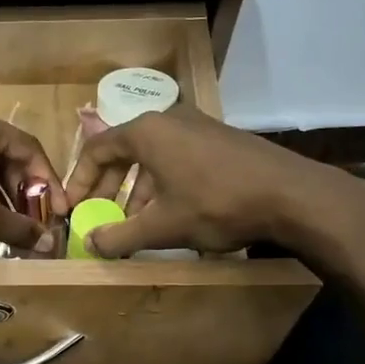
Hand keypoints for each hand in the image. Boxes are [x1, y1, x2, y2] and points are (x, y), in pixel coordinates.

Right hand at [63, 105, 364, 263]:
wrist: (292, 195)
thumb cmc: (216, 204)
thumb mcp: (162, 227)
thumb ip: (119, 236)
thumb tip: (89, 244)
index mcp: (146, 132)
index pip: (97, 150)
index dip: (80, 181)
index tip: (73, 208)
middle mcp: (168, 120)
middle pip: (123, 152)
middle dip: (108, 188)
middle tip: (100, 217)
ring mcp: (198, 127)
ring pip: (152, 158)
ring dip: (137, 191)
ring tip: (135, 224)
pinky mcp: (220, 140)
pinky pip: (176, 158)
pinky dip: (163, 185)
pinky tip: (171, 214)